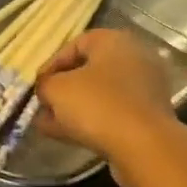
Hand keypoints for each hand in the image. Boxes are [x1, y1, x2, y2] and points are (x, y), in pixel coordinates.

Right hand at [34, 29, 178, 168]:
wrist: (143, 145)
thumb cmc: (97, 104)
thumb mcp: (57, 90)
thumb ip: (45, 85)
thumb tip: (46, 89)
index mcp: (114, 41)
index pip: (76, 44)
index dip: (52, 63)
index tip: (37, 84)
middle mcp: (134, 58)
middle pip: (90, 70)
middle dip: (63, 88)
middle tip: (43, 104)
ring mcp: (145, 88)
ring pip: (100, 94)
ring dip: (73, 107)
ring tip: (47, 124)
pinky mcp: (148, 116)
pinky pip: (112, 112)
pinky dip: (90, 120)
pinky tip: (66, 135)